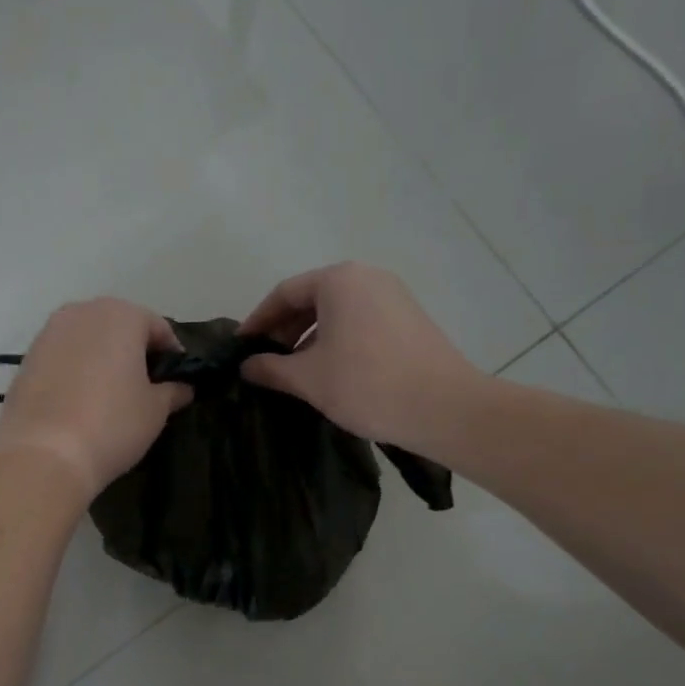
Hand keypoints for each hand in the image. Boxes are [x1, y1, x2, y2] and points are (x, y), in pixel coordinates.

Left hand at [0, 299, 192, 496]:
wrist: (44, 454)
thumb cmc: (112, 424)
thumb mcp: (155, 410)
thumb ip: (173, 391)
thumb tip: (182, 388)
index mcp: (121, 315)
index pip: (158, 327)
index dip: (172, 354)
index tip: (177, 380)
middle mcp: (82, 312)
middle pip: (119, 326)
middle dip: (134, 351)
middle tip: (145, 386)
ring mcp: (48, 333)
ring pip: (87, 339)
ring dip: (102, 359)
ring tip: (111, 394)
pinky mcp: (26, 358)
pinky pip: (62, 357)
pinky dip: (75, 371)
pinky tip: (80, 401)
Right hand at [238, 263, 484, 451]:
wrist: (444, 408)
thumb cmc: (366, 384)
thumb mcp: (308, 378)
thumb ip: (271, 368)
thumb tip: (246, 366)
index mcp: (339, 280)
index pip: (284, 294)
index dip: (257, 321)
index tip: (241, 347)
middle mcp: (367, 277)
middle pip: (312, 298)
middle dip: (284, 330)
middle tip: (264, 362)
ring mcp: (393, 296)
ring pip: (337, 312)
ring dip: (309, 338)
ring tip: (293, 372)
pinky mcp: (409, 319)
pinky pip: (359, 321)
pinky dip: (336, 340)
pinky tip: (328, 371)